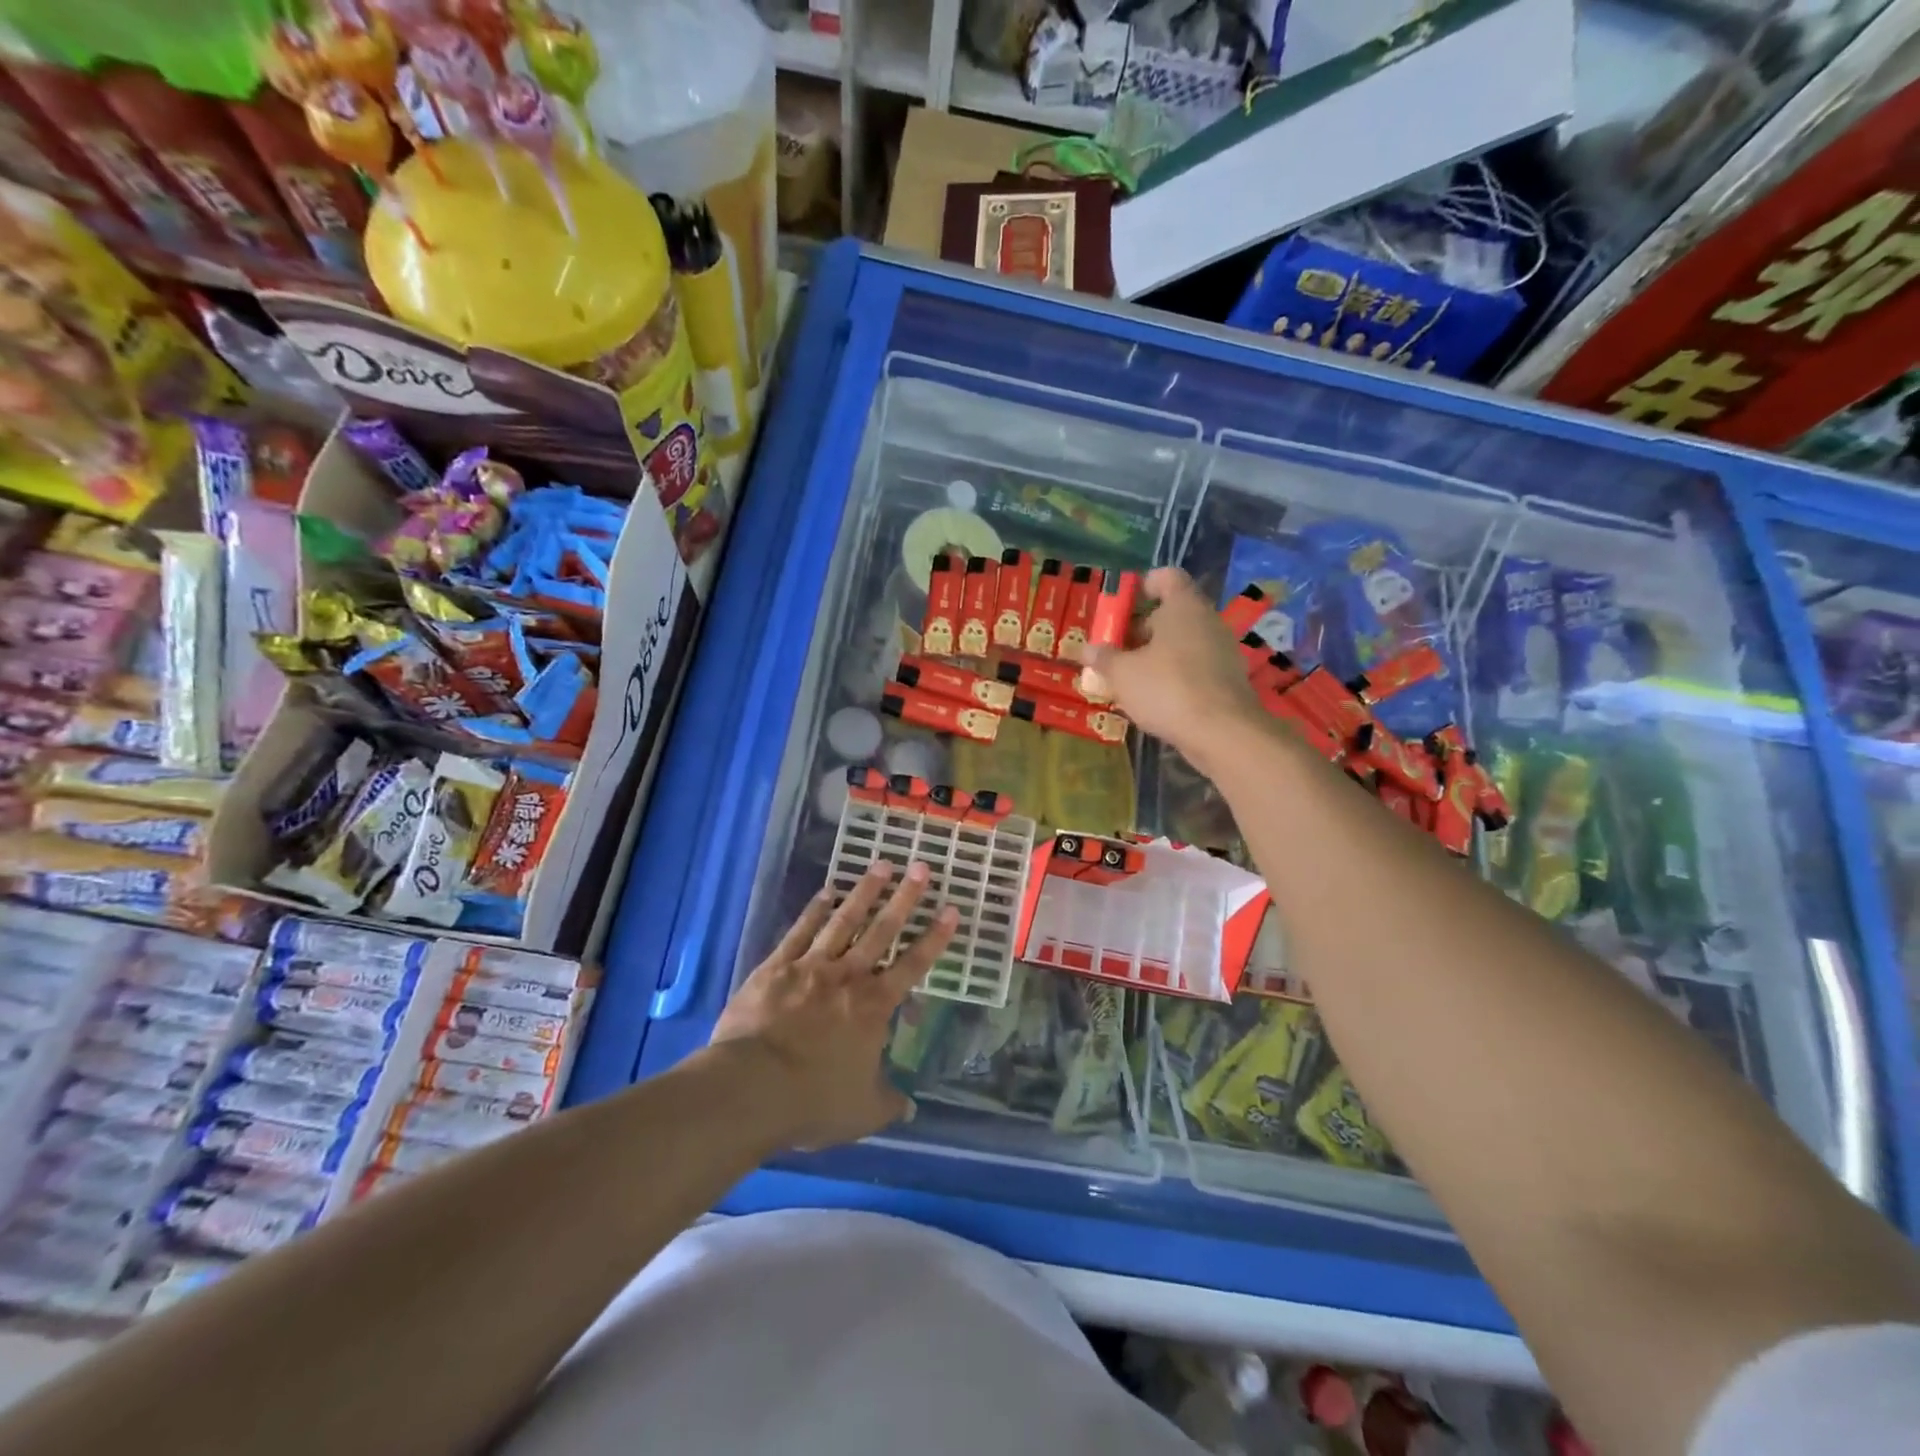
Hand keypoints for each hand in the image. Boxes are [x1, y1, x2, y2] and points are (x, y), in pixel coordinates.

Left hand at [710, 861, 958, 1150]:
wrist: (751, 1087)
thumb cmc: (813, 1100)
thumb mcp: (861, 1112)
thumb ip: (888, 1103)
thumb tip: (910, 1107)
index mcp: (874, 1007)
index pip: (913, 965)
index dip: (934, 937)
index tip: (950, 909)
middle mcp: (848, 977)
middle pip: (882, 930)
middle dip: (905, 898)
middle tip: (921, 868)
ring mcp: (811, 967)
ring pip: (844, 921)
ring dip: (864, 892)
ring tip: (881, 865)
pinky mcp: (776, 967)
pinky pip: (801, 931)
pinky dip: (815, 910)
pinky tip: (827, 891)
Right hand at [1081, 567, 1264, 767]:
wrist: (1222, 733)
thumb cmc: (1167, 689)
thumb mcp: (1123, 674)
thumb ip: (1104, 658)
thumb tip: (1088, 649)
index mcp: (1183, 607)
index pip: (1167, 577)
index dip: (1144, 585)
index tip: (1123, 605)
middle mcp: (1207, 621)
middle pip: (1172, 613)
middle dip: (1141, 629)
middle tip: (1115, 650)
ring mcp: (1222, 651)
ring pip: (1183, 643)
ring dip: (1156, 656)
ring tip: (1129, 679)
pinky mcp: (1227, 680)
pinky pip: (1194, 668)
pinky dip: (1174, 677)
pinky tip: (1154, 699)